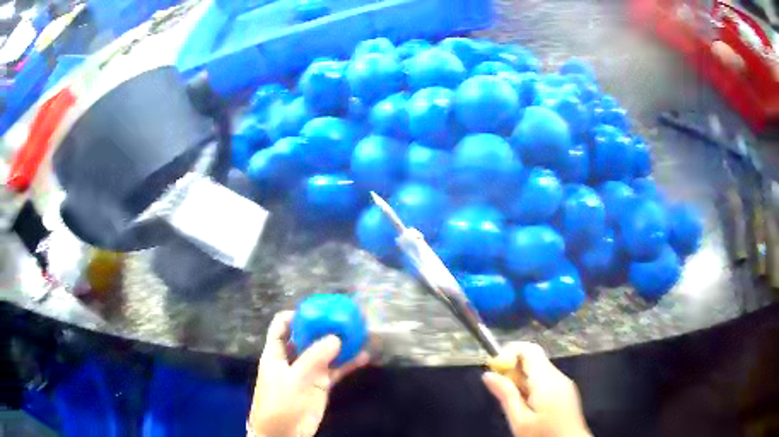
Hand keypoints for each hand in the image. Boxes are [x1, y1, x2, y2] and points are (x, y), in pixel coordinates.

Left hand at [248, 311, 369, 436]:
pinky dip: (348, 363)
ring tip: (359, 333)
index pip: (282, 326)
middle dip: (323, 327)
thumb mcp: (296, 379)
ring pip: (324, 353)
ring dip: (339, 345)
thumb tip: (336, 338)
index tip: (318, 310)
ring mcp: (307, 372)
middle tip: (344, 319)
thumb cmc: (281, 403)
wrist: (284, 434)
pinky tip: (363, 357)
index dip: (296, 316)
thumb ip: (315, 358)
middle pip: (306, 337)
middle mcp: (292, 359)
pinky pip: (335, 370)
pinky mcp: (320, 385)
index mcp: (276, 353)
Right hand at [482, 342, 590, 436]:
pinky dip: (531, 385)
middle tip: (500, 389)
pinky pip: (545, 379)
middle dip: (513, 369)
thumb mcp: (520, 421)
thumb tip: (488, 374)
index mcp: (547, 381)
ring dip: (521, 379)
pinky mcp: (565, 390)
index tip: (494, 369)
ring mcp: (564, 382)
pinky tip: (527, 405)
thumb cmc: (543, 435)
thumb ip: (506, 396)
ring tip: (514, 402)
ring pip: (538, 370)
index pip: (529, 350)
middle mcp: (558, 376)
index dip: (509, 352)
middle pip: (533, 358)